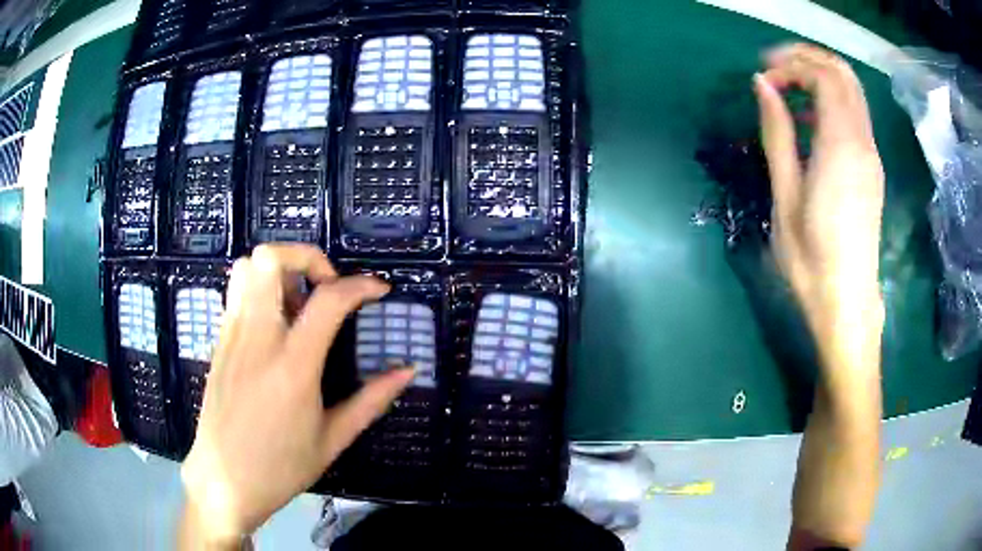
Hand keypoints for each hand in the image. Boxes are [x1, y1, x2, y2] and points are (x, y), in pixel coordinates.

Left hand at [179, 244, 413, 545]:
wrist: (224, 481)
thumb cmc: (280, 467)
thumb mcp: (332, 439)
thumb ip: (371, 400)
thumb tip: (407, 371)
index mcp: (293, 365)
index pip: (329, 300)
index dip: (361, 285)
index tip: (379, 290)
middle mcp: (257, 338)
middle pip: (270, 259)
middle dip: (307, 256)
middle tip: (326, 286)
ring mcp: (232, 336)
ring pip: (247, 268)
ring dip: (279, 270)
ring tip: (298, 304)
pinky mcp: (219, 342)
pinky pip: (237, 293)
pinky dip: (260, 289)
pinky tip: (276, 326)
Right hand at [754, 44, 884, 351]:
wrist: (847, 302)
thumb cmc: (811, 259)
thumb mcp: (786, 196)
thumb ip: (777, 134)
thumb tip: (762, 85)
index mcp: (841, 147)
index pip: (824, 76)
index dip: (791, 64)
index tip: (763, 77)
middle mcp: (863, 142)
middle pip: (843, 74)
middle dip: (807, 58)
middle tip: (774, 68)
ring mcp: (871, 155)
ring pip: (852, 91)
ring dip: (820, 76)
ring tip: (788, 89)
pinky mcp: (871, 168)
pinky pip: (855, 115)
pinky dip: (831, 100)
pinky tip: (809, 121)